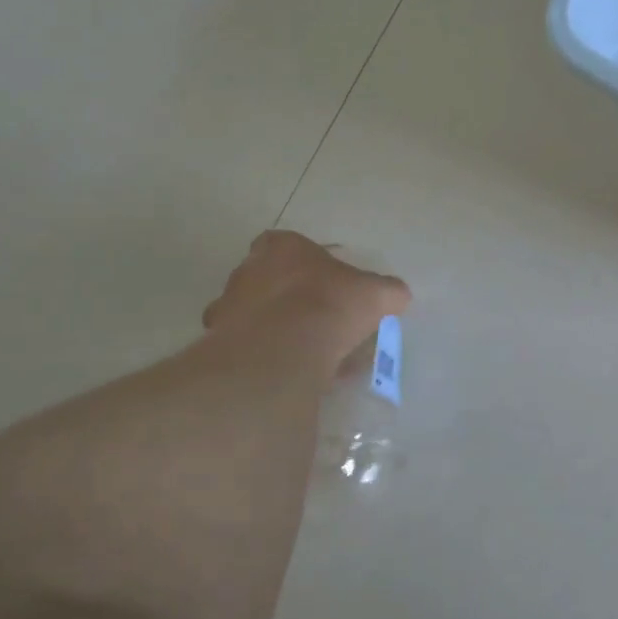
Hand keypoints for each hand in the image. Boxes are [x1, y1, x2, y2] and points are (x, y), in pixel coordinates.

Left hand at [201, 231, 409, 384]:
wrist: (281, 351)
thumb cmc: (329, 305)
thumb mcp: (376, 294)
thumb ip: (388, 291)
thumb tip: (399, 296)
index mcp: (281, 247)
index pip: (289, 245)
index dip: (311, 264)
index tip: (331, 284)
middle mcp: (247, 270)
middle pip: (271, 279)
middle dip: (294, 298)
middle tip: (323, 320)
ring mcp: (228, 308)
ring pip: (257, 316)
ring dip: (279, 330)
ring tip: (311, 354)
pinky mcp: (218, 345)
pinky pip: (250, 349)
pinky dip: (269, 358)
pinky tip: (294, 374)